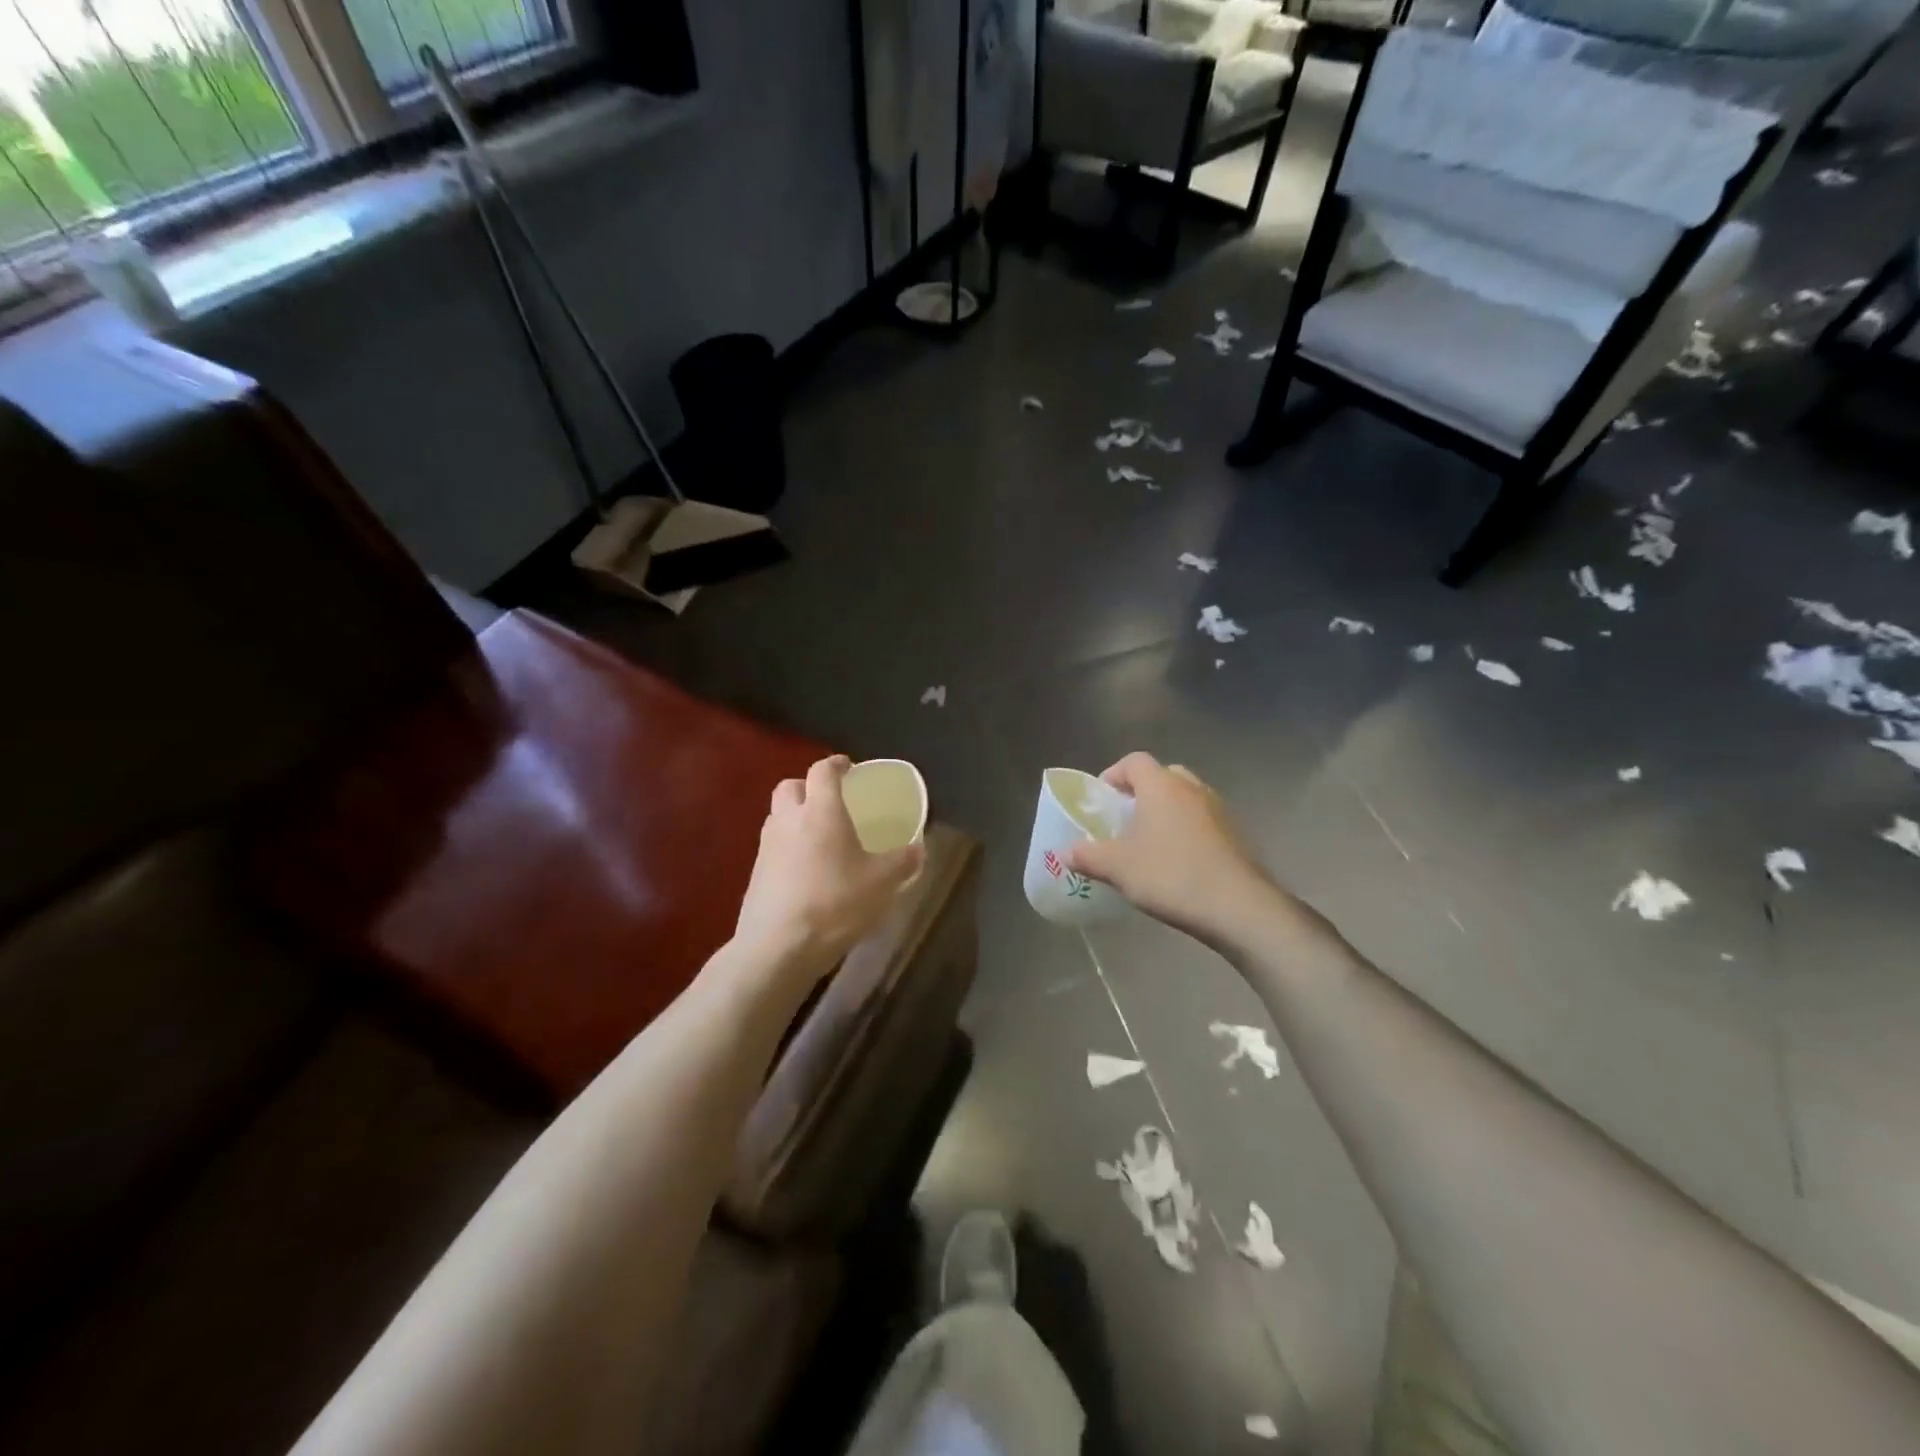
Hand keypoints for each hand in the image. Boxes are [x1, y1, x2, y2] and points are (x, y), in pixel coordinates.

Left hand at [733, 756, 924, 982]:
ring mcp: (767, 847)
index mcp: (821, 812)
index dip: (836, 764)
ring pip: (778, 816)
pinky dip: (788, 847)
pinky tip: (806, 871)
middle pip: (791, 786)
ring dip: (796, 816)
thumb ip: (903, 862)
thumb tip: (919, 849)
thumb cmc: (835, 904)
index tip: (849, 767)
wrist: (778, 947)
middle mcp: (789, 820)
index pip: (822, 770)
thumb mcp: (883, 884)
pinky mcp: (755, 874)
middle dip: (809, 787)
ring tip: (820, 837)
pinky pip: (773, 847)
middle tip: (831, 801)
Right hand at [1064, 752, 1277, 943]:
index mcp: (1161, 786)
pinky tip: (1179, 862)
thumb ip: (1087, 855)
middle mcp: (1192, 788)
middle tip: (1126, 819)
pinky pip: (1203, 821)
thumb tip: (1065, 852)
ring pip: (1185, 798)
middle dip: (1141, 792)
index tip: (1102, 799)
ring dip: (1167, 812)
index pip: (1134, 761)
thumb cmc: (1170, 875)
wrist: (1239, 906)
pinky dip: (1187, 831)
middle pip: (1162, 775)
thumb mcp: (1118, 868)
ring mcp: (1219, 809)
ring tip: (1150, 843)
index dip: (1114, 774)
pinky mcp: (1236, 834)